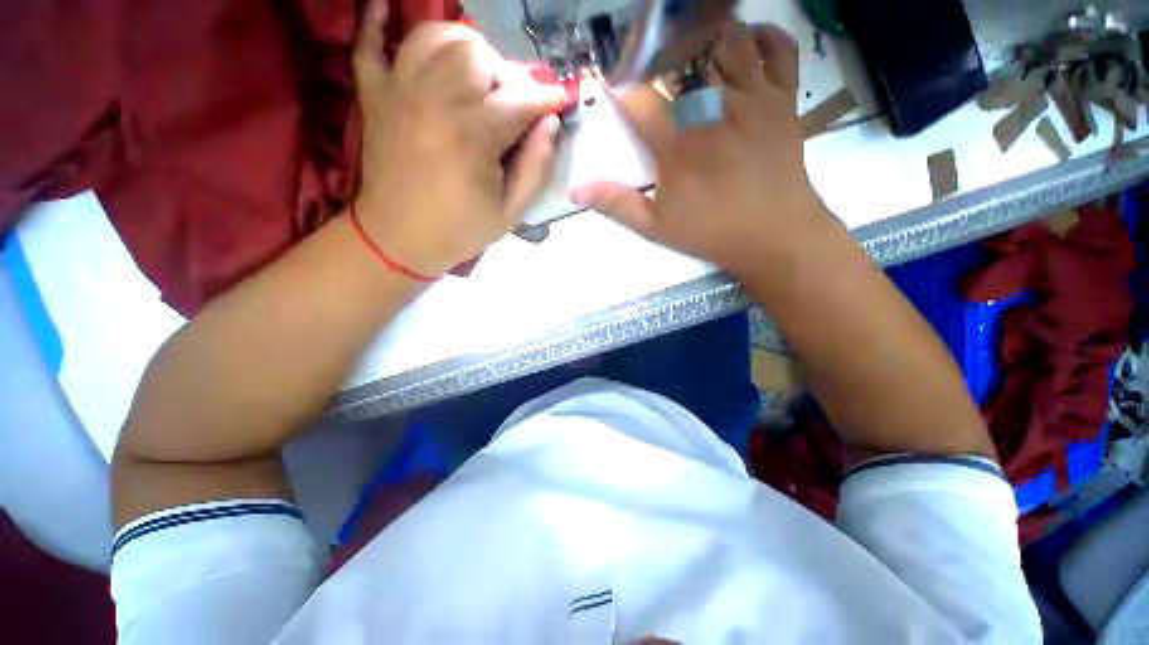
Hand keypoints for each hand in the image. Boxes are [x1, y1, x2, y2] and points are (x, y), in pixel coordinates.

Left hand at [352, 0, 567, 276]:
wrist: (399, 240)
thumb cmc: (460, 230)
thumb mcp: (511, 212)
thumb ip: (537, 167)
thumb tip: (551, 122)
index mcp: (473, 137)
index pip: (521, 99)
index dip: (548, 96)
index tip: (563, 100)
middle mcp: (435, 101)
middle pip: (478, 55)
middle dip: (506, 75)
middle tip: (512, 104)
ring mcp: (399, 93)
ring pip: (436, 37)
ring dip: (465, 48)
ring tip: (477, 75)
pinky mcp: (375, 96)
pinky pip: (368, 44)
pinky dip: (375, 21)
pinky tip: (384, 5)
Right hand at [570, 24, 826, 278]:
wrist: (774, 235)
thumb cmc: (711, 232)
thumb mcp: (655, 227)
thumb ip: (616, 205)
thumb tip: (575, 190)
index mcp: (676, 145)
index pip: (637, 96)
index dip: (620, 83)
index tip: (614, 82)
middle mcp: (712, 109)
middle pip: (680, 54)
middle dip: (658, 53)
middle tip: (654, 68)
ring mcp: (752, 97)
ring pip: (727, 38)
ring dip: (705, 39)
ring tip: (694, 56)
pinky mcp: (783, 98)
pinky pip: (779, 47)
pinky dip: (763, 36)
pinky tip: (746, 47)